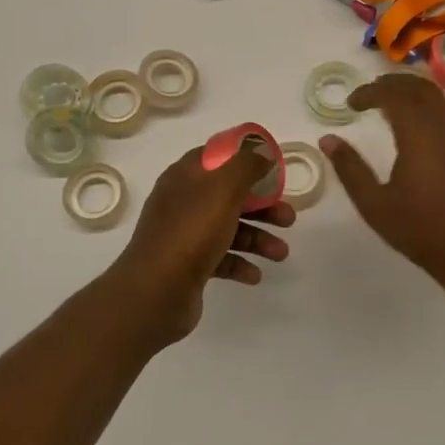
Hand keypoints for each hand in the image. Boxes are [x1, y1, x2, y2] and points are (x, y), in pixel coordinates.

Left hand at [108, 142, 295, 346]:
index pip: (217, 156)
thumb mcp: (223, 188)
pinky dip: (240, 263)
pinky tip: (255, 275)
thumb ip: (246, 165)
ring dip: (258, 238)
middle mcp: (183, 202)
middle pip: (229, 195)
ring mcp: (184, 234)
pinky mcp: (188, 265)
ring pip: (229, 228)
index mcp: (185, 176)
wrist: (155, 291)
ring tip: (281, 254)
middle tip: (289, 218)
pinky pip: (220, 258)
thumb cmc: (191, 231)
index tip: (273, 168)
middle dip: (263, 206)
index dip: (245, 158)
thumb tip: (262, 152)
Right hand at [322, 73, 444, 286]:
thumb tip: (328, 140)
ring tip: (396, 106)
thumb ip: (350, 168)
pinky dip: (435, 111)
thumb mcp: (374, 204)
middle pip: (420, 88)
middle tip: (371, 94)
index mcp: (419, 133)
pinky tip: (425, 132)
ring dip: (416, 95)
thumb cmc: (421, 230)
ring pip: (442, 100)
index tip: (351, 103)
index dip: (369, 92)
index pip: (392, 95)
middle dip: (394, 84)